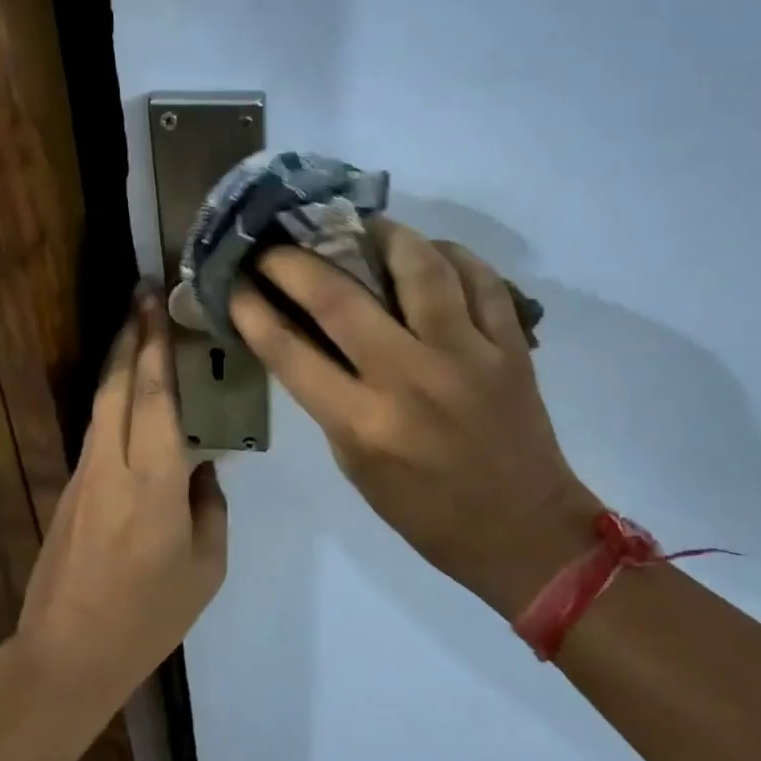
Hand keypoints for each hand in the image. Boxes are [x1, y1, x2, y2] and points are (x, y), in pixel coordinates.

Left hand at [16, 289, 228, 707]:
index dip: (157, 345)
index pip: (156, 397)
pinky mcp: (71, 486)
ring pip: (102, 401)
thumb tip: (203, 467)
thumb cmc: (149, 616)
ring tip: (138, 327)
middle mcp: (112, 463)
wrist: (67, 653)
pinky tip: (131, 390)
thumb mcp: (206, 566)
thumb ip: (210, 506)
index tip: (158, 304)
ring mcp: (84, 473)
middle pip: (119, 384)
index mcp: (153, 482)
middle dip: (132, 334)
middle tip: (144, 294)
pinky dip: (114, 395)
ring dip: (120, 359)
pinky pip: (98, 427)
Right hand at [230, 219, 601, 618]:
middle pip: (340, 298)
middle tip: (278, 242)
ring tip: (361, 227)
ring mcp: (467, 356)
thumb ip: (328, 399)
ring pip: (420, 267)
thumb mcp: (356, 467)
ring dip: (382, 235)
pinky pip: (481, 279)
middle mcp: (411, 379)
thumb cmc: (426, 512)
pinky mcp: (510, 346)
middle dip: (295, 261)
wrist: (524, 533)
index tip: (235, 281)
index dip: (253, 309)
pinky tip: (430, 253)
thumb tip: (302, 335)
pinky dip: (451, 255)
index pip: (290, 352)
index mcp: (364, 424)